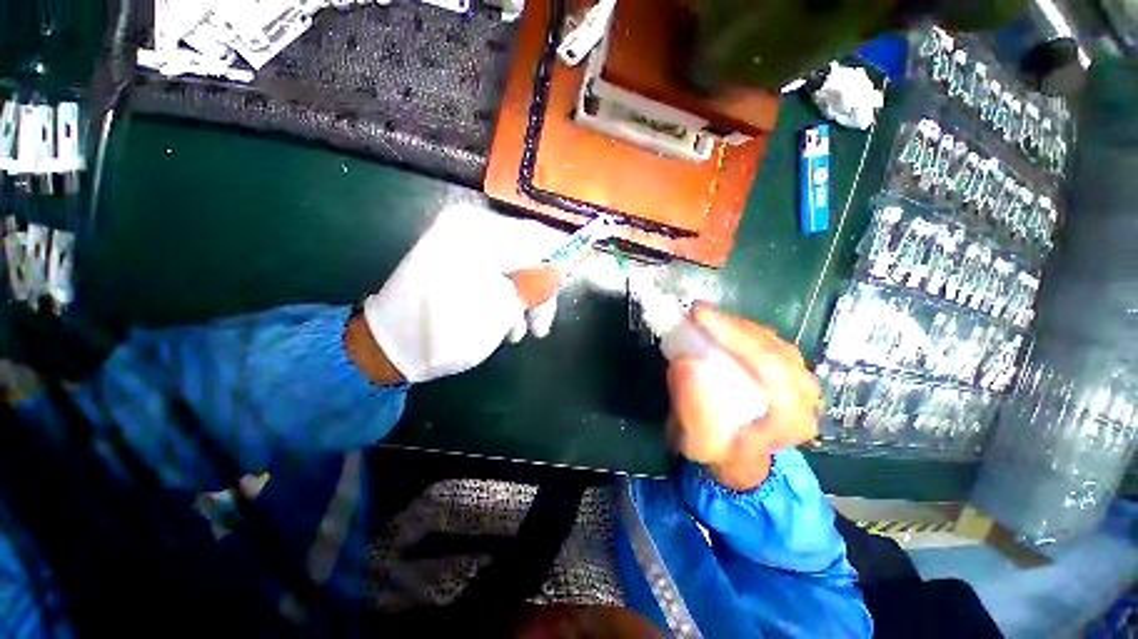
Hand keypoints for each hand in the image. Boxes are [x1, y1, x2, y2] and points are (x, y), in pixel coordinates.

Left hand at [359, 205, 567, 383]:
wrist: (388, 346)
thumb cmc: (446, 331)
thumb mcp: (502, 310)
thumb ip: (537, 283)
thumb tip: (564, 267)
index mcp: (480, 233)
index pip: (539, 237)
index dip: (562, 260)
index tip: (570, 286)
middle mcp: (470, 227)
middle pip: (527, 252)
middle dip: (540, 290)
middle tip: (542, 325)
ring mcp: (459, 241)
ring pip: (513, 265)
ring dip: (523, 298)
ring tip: (520, 331)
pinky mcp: (454, 257)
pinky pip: (494, 270)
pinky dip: (505, 294)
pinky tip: (505, 323)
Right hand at [667, 307, 821, 490]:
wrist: (736, 456)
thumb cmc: (717, 451)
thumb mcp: (697, 442)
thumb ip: (692, 409)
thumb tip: (686, 363)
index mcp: (792, 420)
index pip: (770, 367)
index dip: (733, 336)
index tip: (698, 318)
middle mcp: (806, 398)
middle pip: (772, 348)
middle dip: (730, 326)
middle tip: (696, 312)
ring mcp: (801, 380)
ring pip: (771, 340)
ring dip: (735, 325)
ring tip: (703, 317)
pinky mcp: (789, 369)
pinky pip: (767, 340)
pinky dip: (740, 329)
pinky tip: (718, 325)